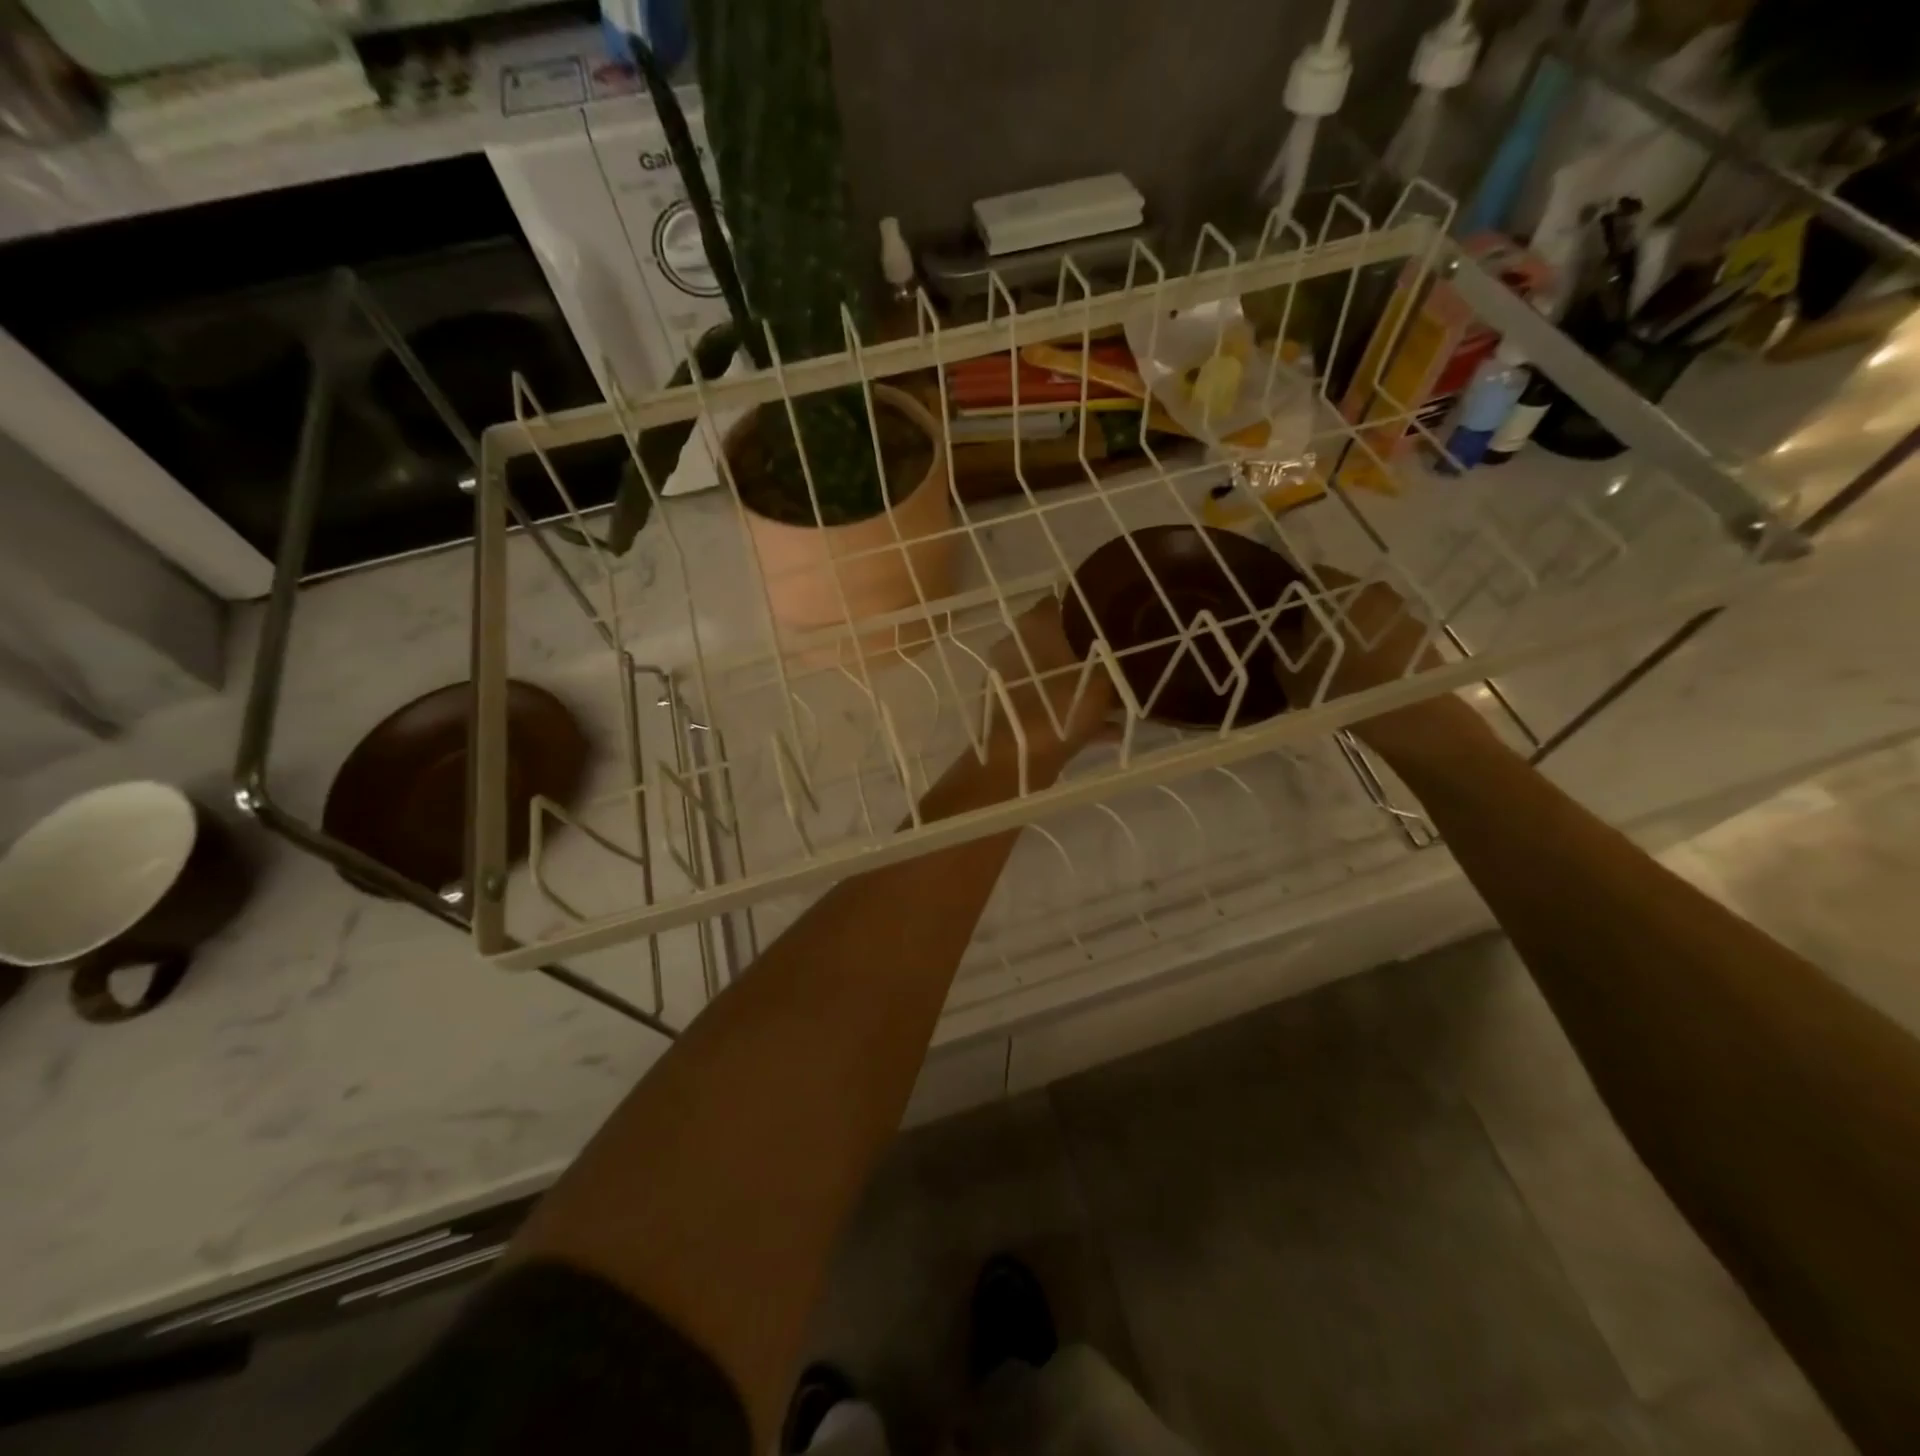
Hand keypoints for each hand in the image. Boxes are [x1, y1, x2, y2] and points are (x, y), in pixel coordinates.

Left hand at [984, 596, 1114, 772]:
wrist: (1016, 761)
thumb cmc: (1059, 709)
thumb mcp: (1100, 681)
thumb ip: (1111, 662)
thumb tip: (1120, 647)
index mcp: (1033, 627)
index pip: (1058, 602)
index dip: (1086, 607)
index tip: (1111, 617)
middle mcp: (1015, 647)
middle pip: (1057, 640)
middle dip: (1086, 651)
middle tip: (1120, 659)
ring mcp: (1010, 680)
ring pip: (1054, 676)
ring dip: (1082, 686)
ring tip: (1120, 699)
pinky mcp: (1011, 710)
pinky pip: (1049, 704)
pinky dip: (1074, 714)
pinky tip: (1109, 730)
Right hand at [1272, 568, 1477, 754]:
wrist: (1407, 714)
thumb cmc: (1339, 686)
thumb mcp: (1291, 670)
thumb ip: (1282, 643)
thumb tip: (1280, 631)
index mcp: (1333, 591)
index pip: (1307, 577)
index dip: (1293, 596)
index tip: (1282, 617)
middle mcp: (1369, 589)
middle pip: (1339, 593)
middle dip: (1324, 612)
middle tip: (1307, 638)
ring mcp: (1400, 608)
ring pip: (1366, 611)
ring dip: (1352, 626)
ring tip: (1338, 655)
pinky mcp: (1422, 632)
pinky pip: (1387, 630)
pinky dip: (1375, 642)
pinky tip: (1365, 667)